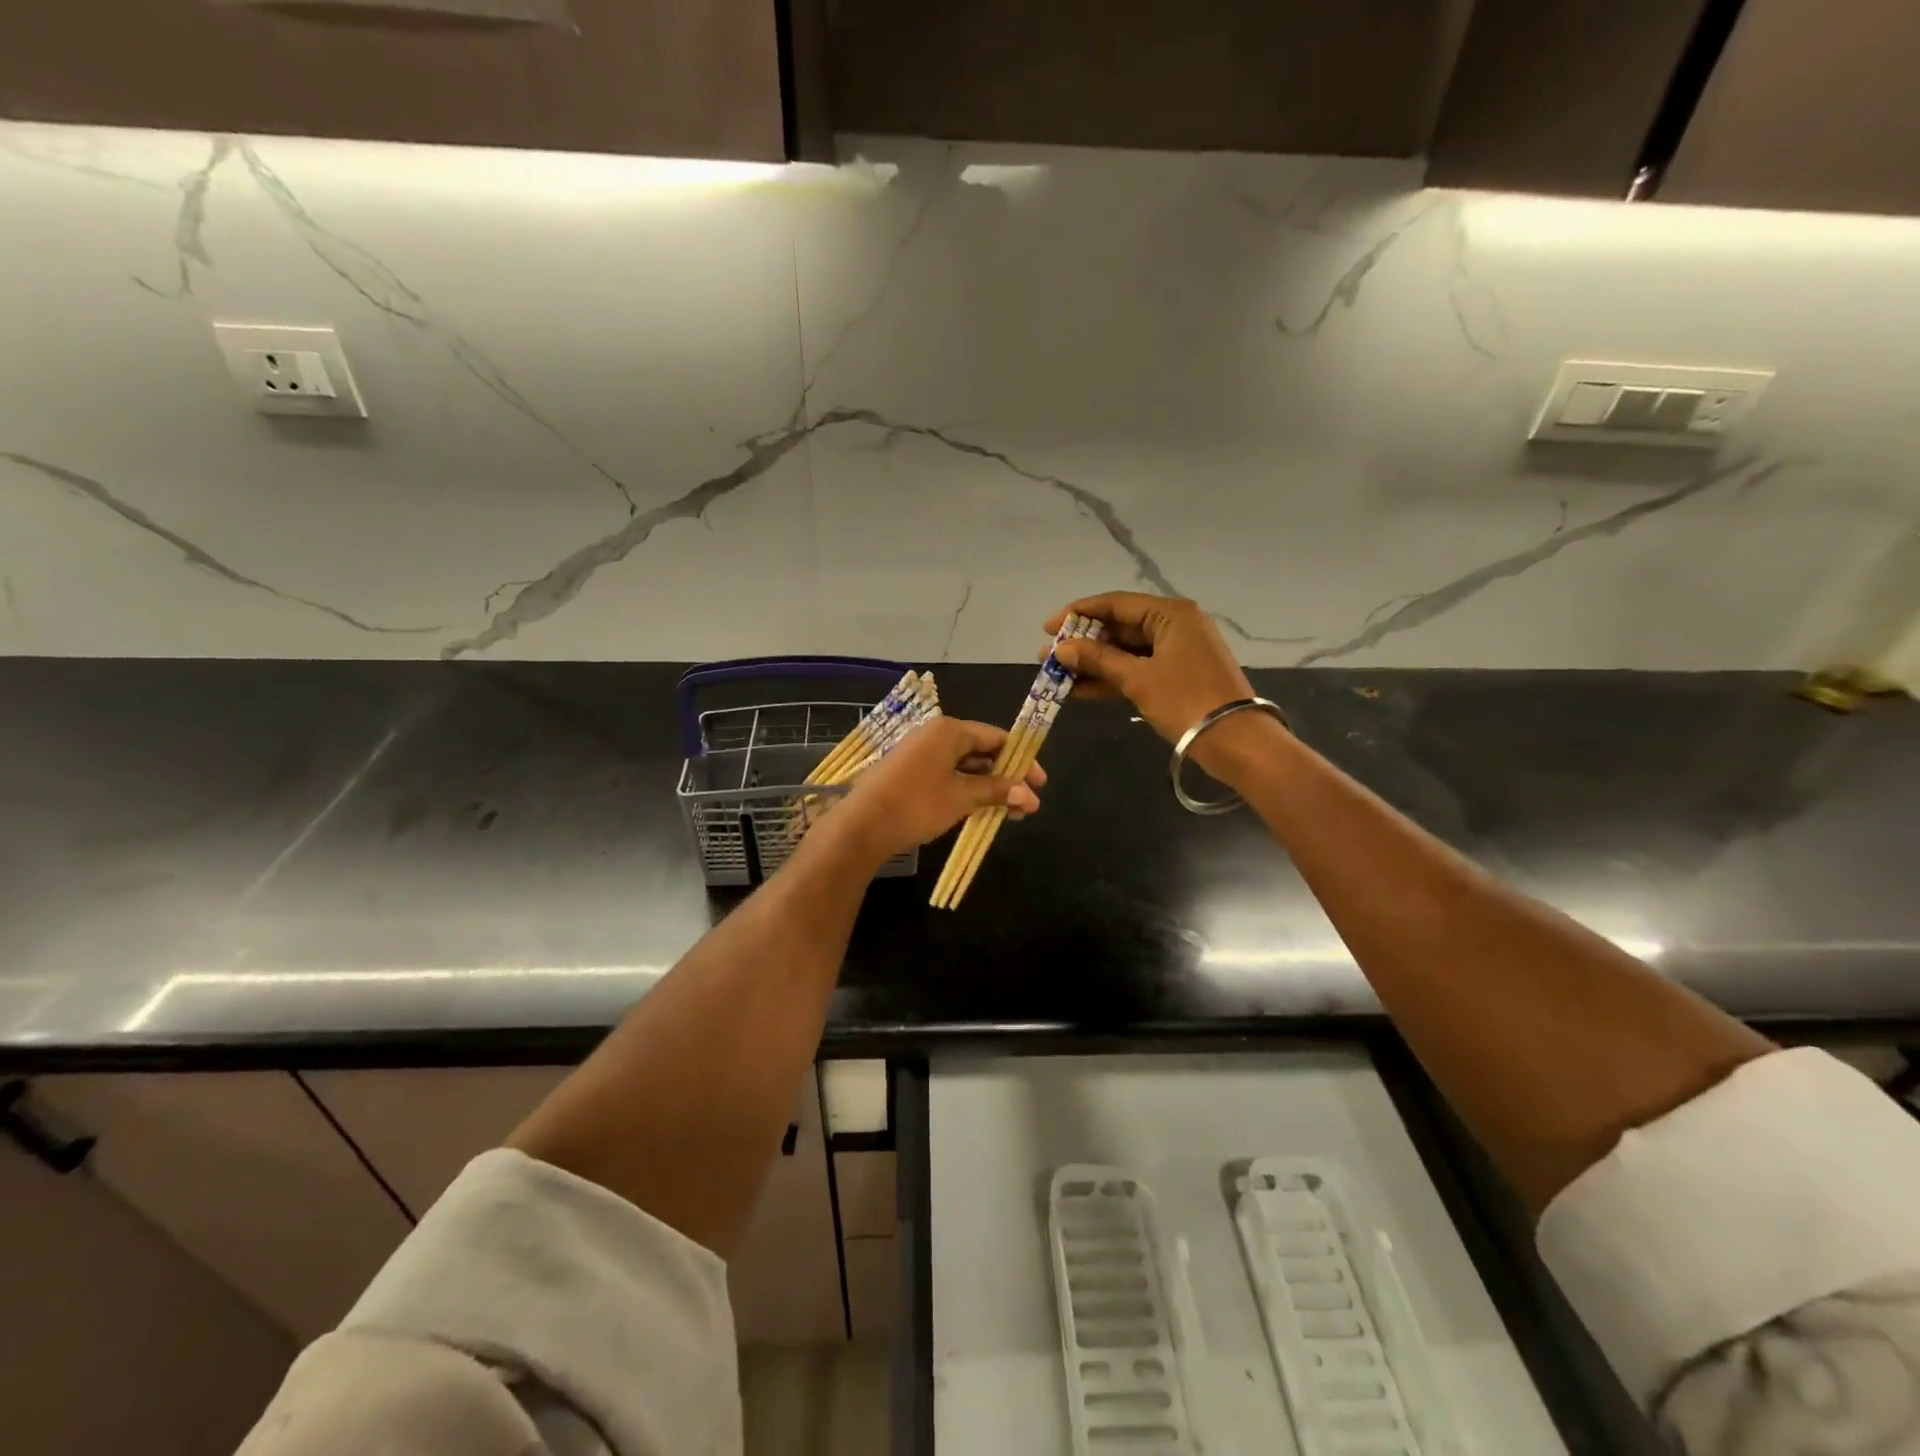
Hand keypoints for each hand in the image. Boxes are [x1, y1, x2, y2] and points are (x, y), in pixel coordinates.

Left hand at [829, 717, 1044, 863]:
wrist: (862, 825)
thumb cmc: (917, 804)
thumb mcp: (962, 797)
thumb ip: (998, 791)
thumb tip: (1030, 795)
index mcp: (950, 730)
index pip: (997, 737)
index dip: (1022, 760)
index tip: (1040, 784)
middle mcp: (935, 735)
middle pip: (981, 750)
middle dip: (1006, 777)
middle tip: (1027, 804)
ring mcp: (920, 753)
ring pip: (965, 765)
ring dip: (988, 787)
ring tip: (1009, 813)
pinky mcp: (910, 772)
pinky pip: (948, 774)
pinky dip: (967, 789)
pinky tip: (981, 810)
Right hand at [1045, 592, 1257, 744]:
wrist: (1236, 741)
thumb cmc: (1186, 701)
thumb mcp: (1137, 679)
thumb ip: (1097, 660)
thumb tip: (1061, 649)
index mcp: (1171, 613)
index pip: (1116, 603)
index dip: (1078, 614)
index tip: (1047, 628)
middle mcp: (1176, 624)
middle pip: (1120, 626)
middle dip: (1084, 643)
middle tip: (1049, 656)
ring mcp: (1178, 650)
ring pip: (1127, 650)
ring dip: (1094, 663)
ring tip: (1059, 676)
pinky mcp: (1178, 674)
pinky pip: (1138, 668)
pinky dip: (1113, 677)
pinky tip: (1082, 690)